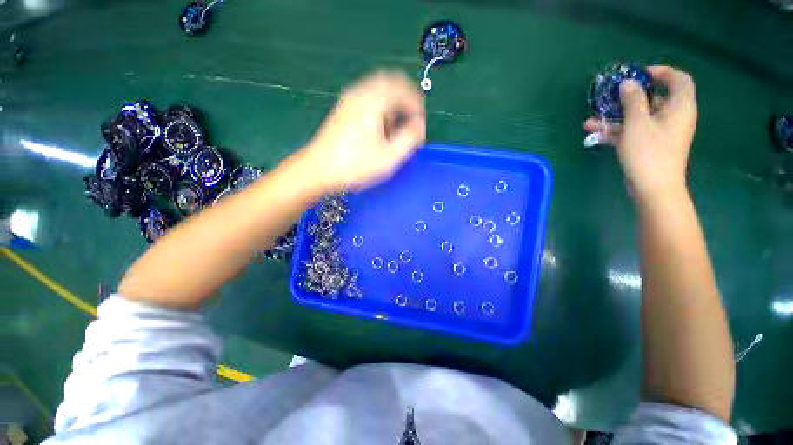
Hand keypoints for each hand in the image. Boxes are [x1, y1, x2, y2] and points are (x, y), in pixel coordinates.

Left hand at [299, 70, 425, 192]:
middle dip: (406, 100)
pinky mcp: (344, 108)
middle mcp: (361, 93)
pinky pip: (368, 97)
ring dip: (393, 103)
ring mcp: (350, 99)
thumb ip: (410, 138)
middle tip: (412, 121)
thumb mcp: (389, 157)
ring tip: (396, 127)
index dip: (417, 106)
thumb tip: (419, 125)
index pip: (404, 90)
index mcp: (374, 101)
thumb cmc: (355, 165)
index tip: (420, 125)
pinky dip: (380, 107)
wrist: (319, 170)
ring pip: (379, 90)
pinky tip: (380, 127)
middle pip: (391, 83)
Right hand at [584, 66, 697, 202]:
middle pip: (654, 98)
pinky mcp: (651, 145)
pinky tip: (595, 135)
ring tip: (591, 121)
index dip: (661, 72)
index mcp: (679, 106)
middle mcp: (674, 116)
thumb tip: (628, 83)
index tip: (638, 75)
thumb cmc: (649, 152)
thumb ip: (632, 100)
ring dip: (615, 118)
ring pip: (639, 117)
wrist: (654, 187)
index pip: (678, 79)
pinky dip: (617, 131)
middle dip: (628, 98)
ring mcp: (662, 132)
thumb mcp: (637, 123)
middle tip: (610, 97)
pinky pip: (634, 132)